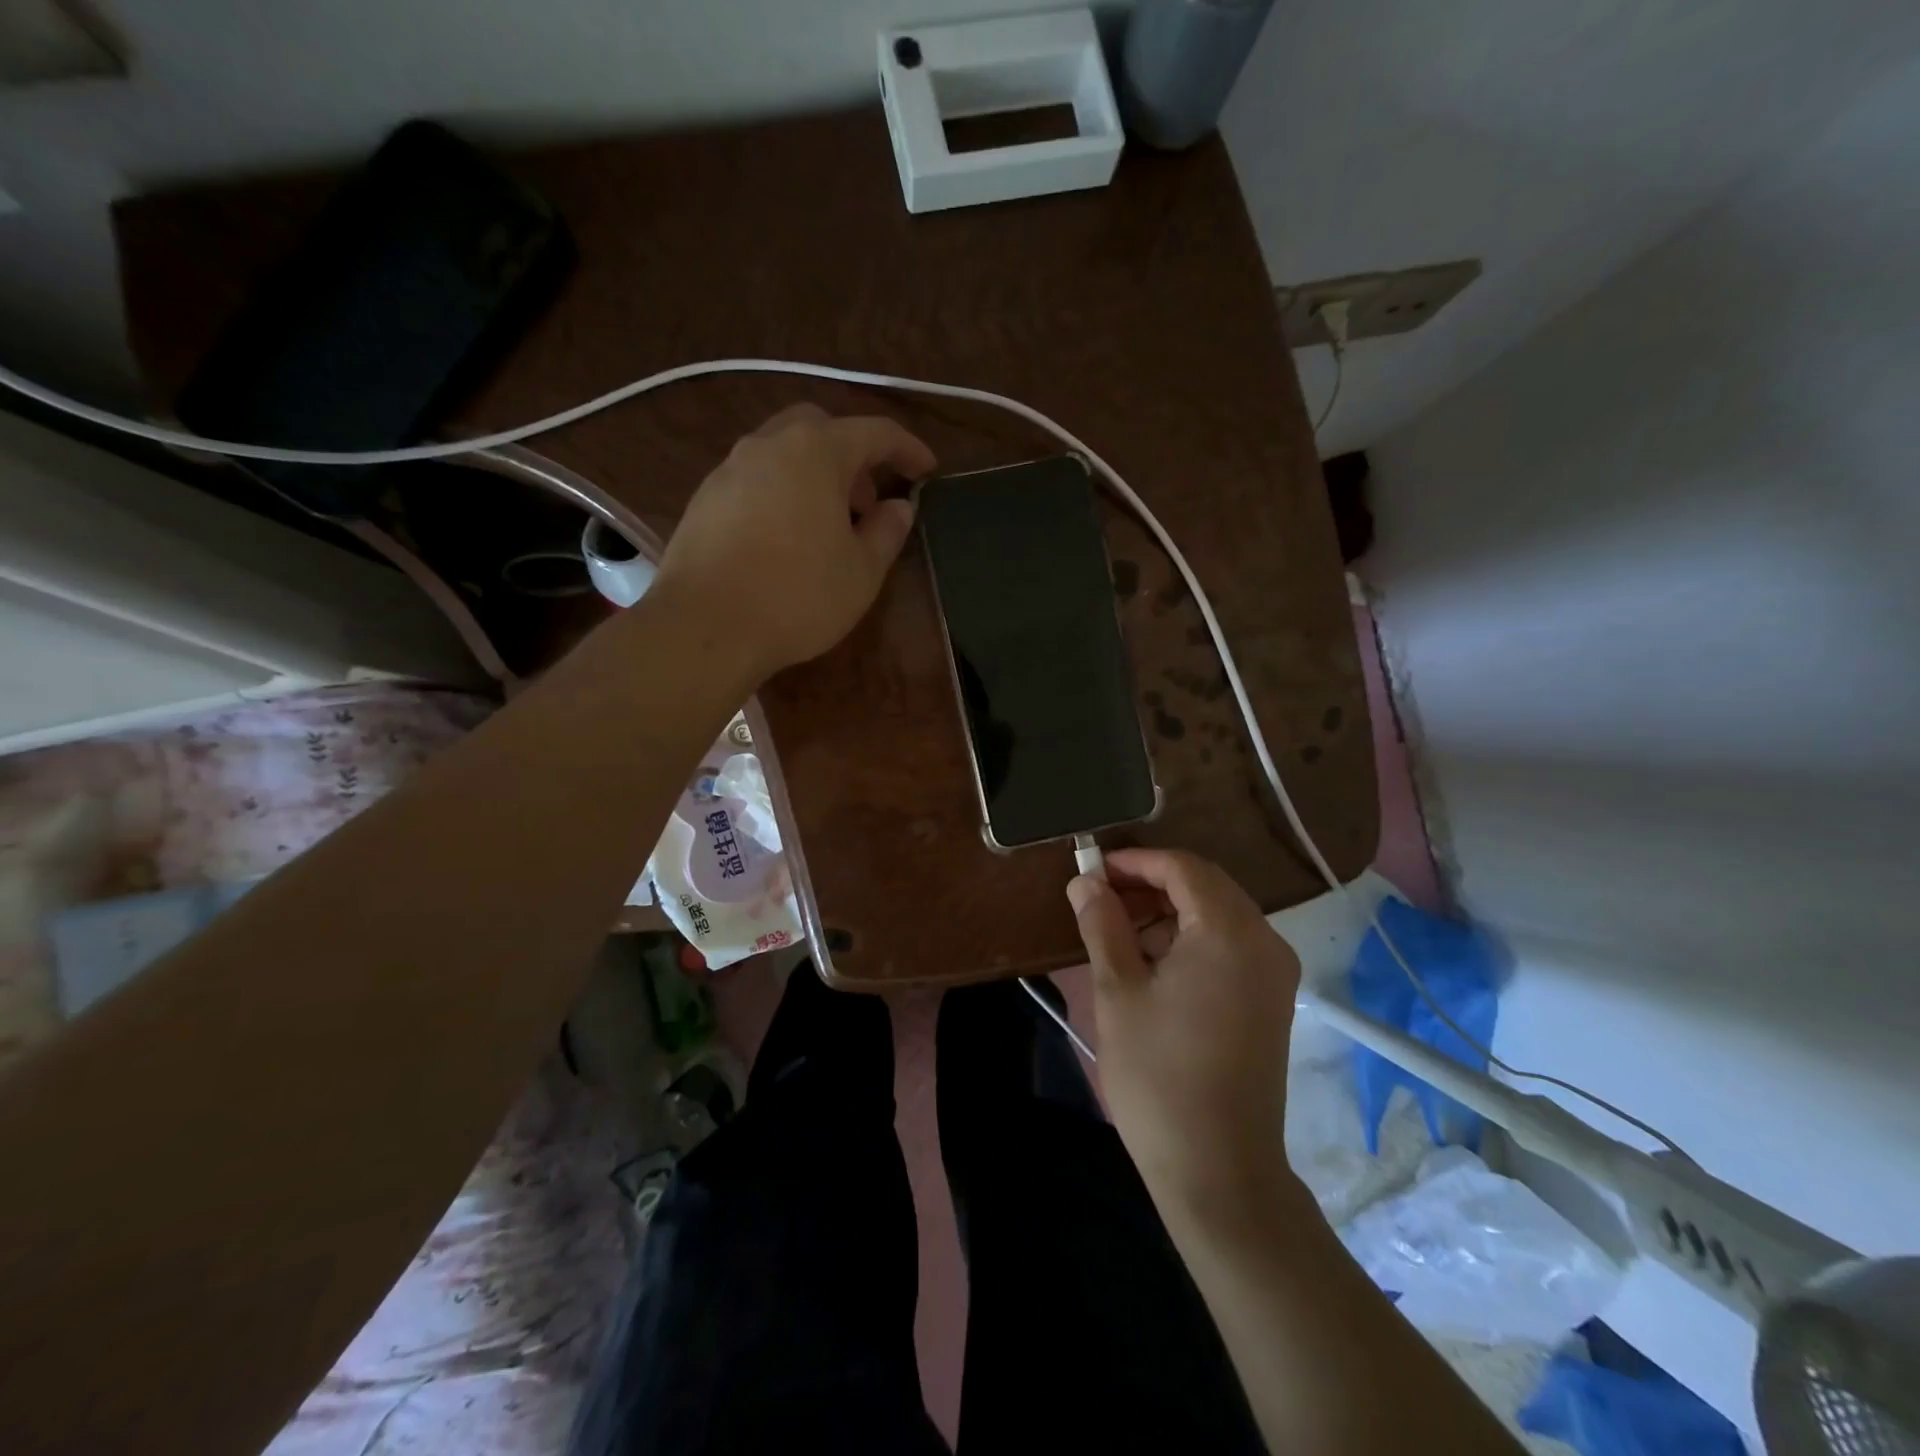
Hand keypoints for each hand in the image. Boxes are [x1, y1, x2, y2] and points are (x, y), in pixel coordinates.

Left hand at [656, 403, 936, 677]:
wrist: (705, 627)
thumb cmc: (797, 596)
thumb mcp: (862, 571)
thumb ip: (887, 531)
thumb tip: (899, 506)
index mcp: (816, 451)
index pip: (875, 432)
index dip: (907, 449)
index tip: (928, 471)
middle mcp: (769, 444)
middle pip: (821, 428)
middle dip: (853, 456)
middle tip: (868, 504)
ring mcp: (729, 468)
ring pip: (784, 452)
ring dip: (815, 476)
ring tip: (829, 527)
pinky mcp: (704, 498)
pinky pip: (756, 479)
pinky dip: (783, 493)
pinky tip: (787, 539)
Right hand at [1067, 848, 1302, 1215]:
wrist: (1219, 1169)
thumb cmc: (1158, 1075)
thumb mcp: (1117, 991)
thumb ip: (1102, 924)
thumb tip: (1086, 881)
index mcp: (1228, 932)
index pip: (1183, 868)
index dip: (1135, 862)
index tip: (1093, 872)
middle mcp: (1264, 941)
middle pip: (1205, 886)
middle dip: (1150, 884)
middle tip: (1101, 901)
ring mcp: (1274, 972)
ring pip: (1218, 914)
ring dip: (1169, 912)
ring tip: (1119, 935)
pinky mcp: (1272, 999)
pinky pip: (1230, 945)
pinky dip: (1190, 939)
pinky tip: (1153, 965)